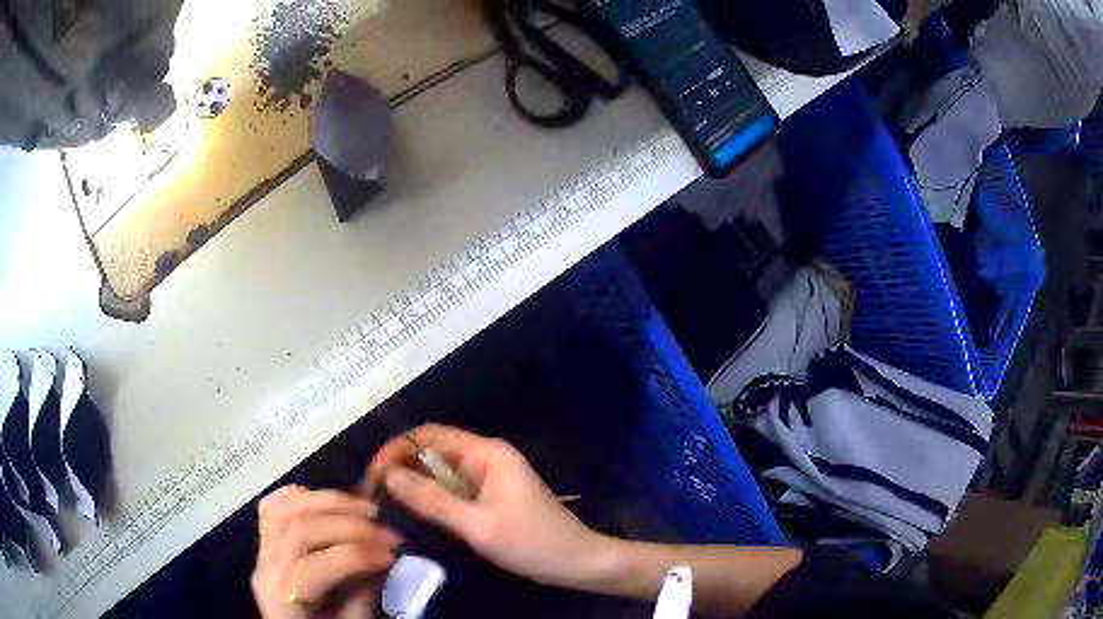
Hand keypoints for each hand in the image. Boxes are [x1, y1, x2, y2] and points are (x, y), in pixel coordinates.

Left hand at [252, 486, 401, 618]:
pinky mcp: (266, 542)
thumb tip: (382, 561)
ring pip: (286, 507)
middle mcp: (266, 567)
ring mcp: (262, 550)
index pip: (316, 564)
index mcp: (283, 598)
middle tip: (389, 534)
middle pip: (300, 527)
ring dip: (330, 501)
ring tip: (367, 510)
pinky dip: (303, 496)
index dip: (357, 556)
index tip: (394, 557)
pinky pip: (275, 506)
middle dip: (350, 525)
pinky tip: (330, 502)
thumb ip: (363, 597)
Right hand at [365, 424, 617, 588]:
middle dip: (400, 467)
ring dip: (413, 484)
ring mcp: (488, 478)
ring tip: (384, 503)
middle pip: (432, 451)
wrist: (576, 563)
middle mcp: (485, 457)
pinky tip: (413, 512)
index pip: (429, 435)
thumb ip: (432, 500)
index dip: (396, 449)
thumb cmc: (532, 542)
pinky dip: (431, 497)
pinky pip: (452, 490)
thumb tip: (388, 475)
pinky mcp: (488, 497)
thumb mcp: (478, 525)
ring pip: (440, 472)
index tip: (373, 477)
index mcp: (487, 453)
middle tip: (373, 495)